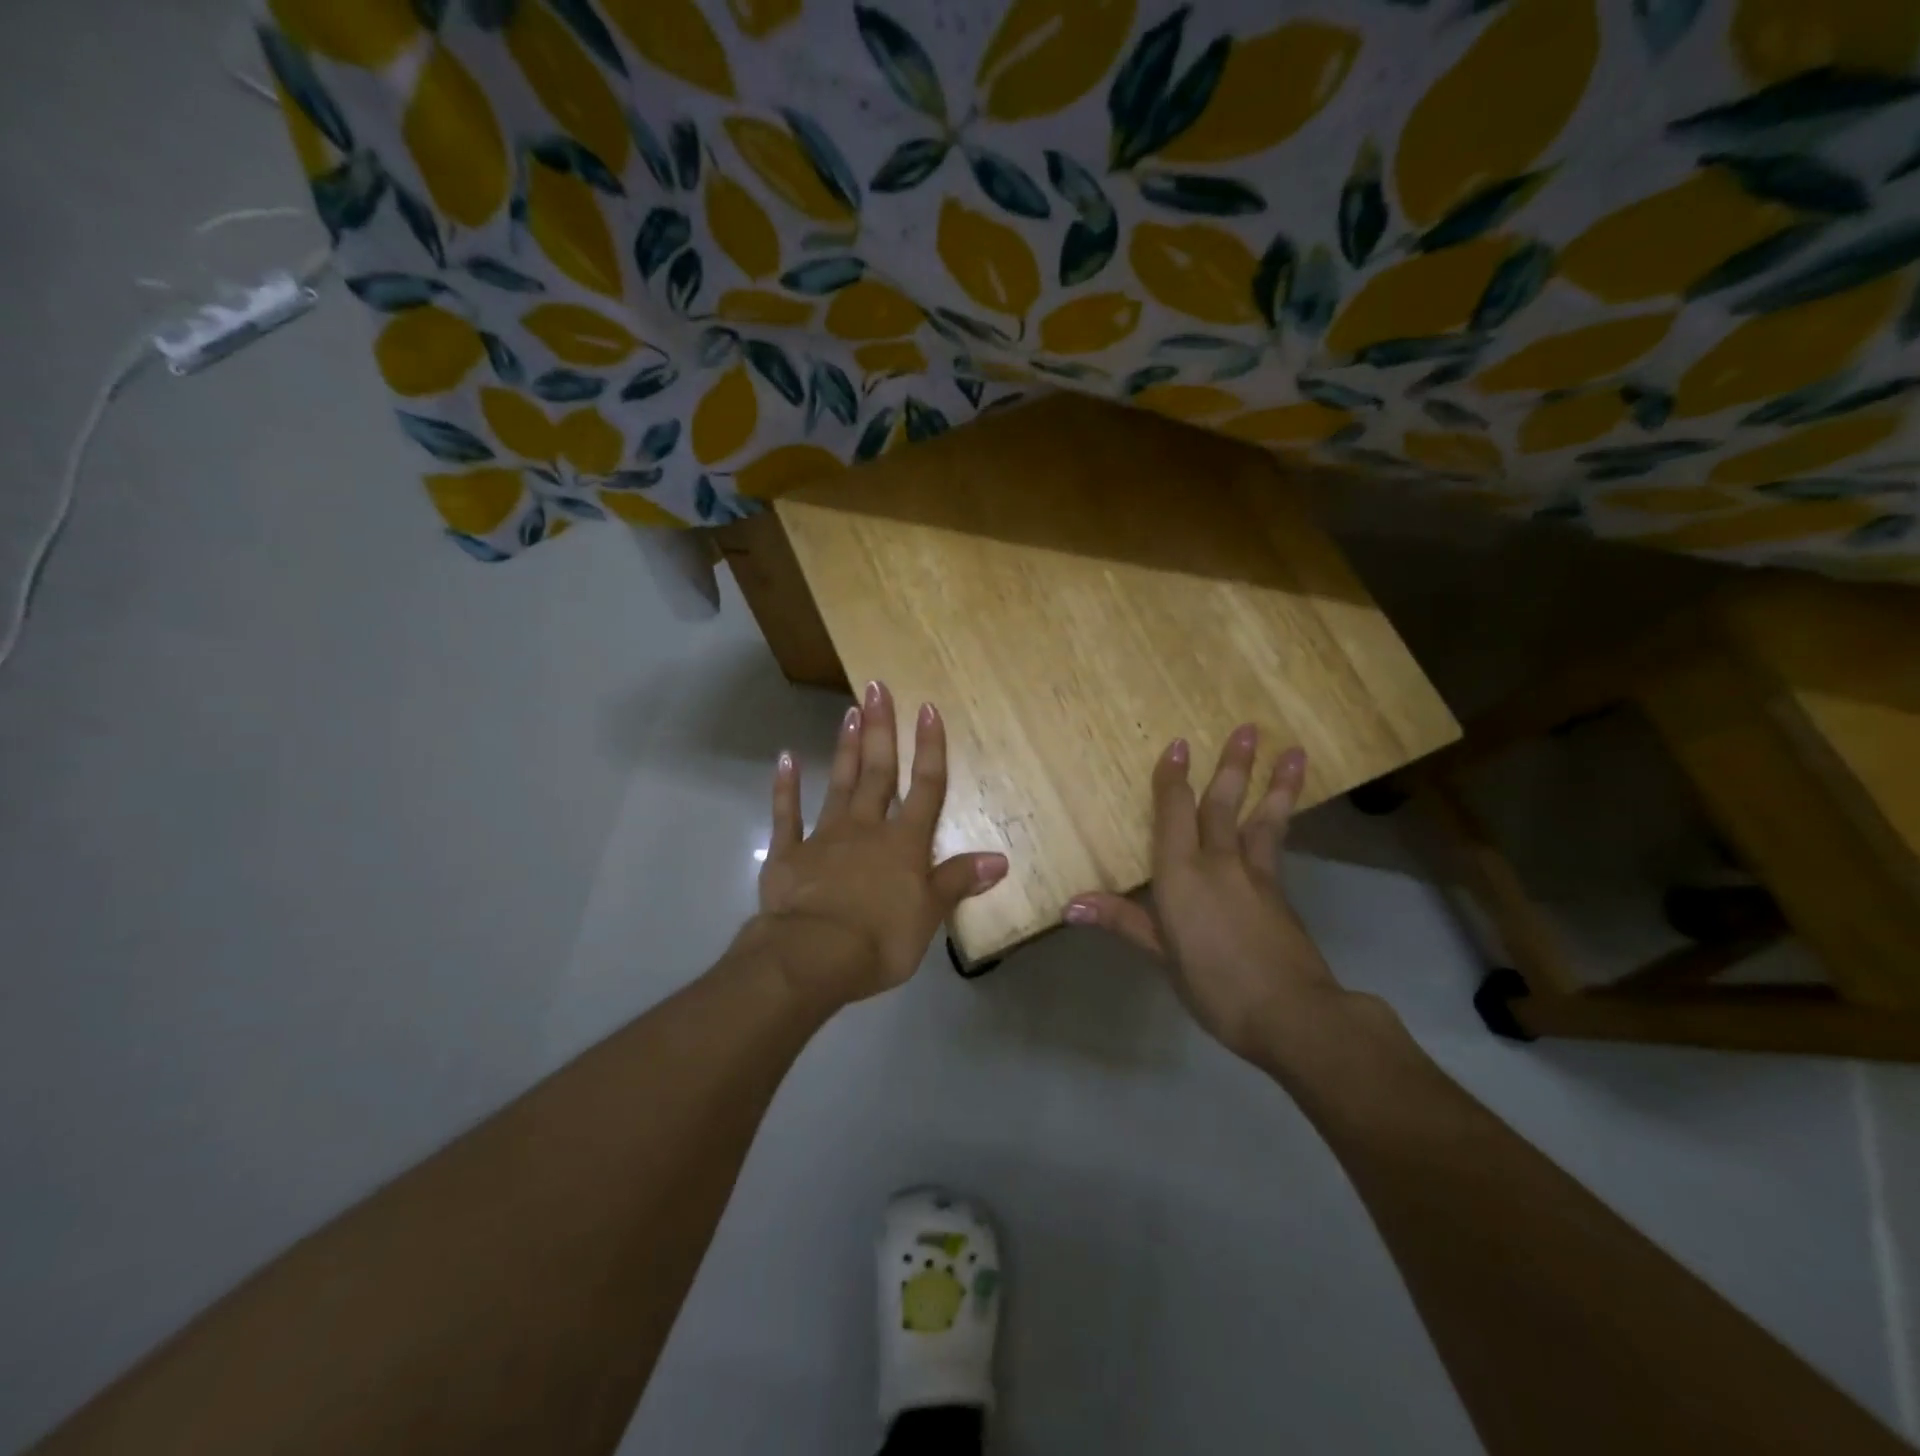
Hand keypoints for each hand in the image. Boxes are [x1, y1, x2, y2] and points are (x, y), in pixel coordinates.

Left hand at [745, 681, 1008, 1010]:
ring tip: (849, 712)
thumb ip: (958, 881)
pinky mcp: (788, 854)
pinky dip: (786, 787)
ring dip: (846, 748)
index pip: (924, 787)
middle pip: (878, 772)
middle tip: (876, 687)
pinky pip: (787, 814)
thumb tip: (1000, 859)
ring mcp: (825, 837)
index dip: (929, 748)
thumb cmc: (881, 939)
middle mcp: (867, 828)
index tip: (928, 709)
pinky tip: (786, 759)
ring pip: (839, 784)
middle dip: (881, 730)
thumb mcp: (929, 915)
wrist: (813, 956)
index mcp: (904, 843)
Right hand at [1063, 726, 1349, 1063]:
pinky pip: (1276, 846)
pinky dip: (1281, 823)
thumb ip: (1123, 921)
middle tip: (1249, 727)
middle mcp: (1220, 863)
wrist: (1292, 1014)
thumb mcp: (1162, 955)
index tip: (1179, 744)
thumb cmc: (1214, 985)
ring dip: (1276, 785)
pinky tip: (1285, 818)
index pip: (1175, 813)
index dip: (1174, 778)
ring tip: (1295, 754)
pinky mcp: (1281, 895)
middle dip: (1234, 765)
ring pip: (1262, 820)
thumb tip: (1071, 906)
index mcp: (1182, 874)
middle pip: (1224, 805)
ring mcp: (1256, 877)